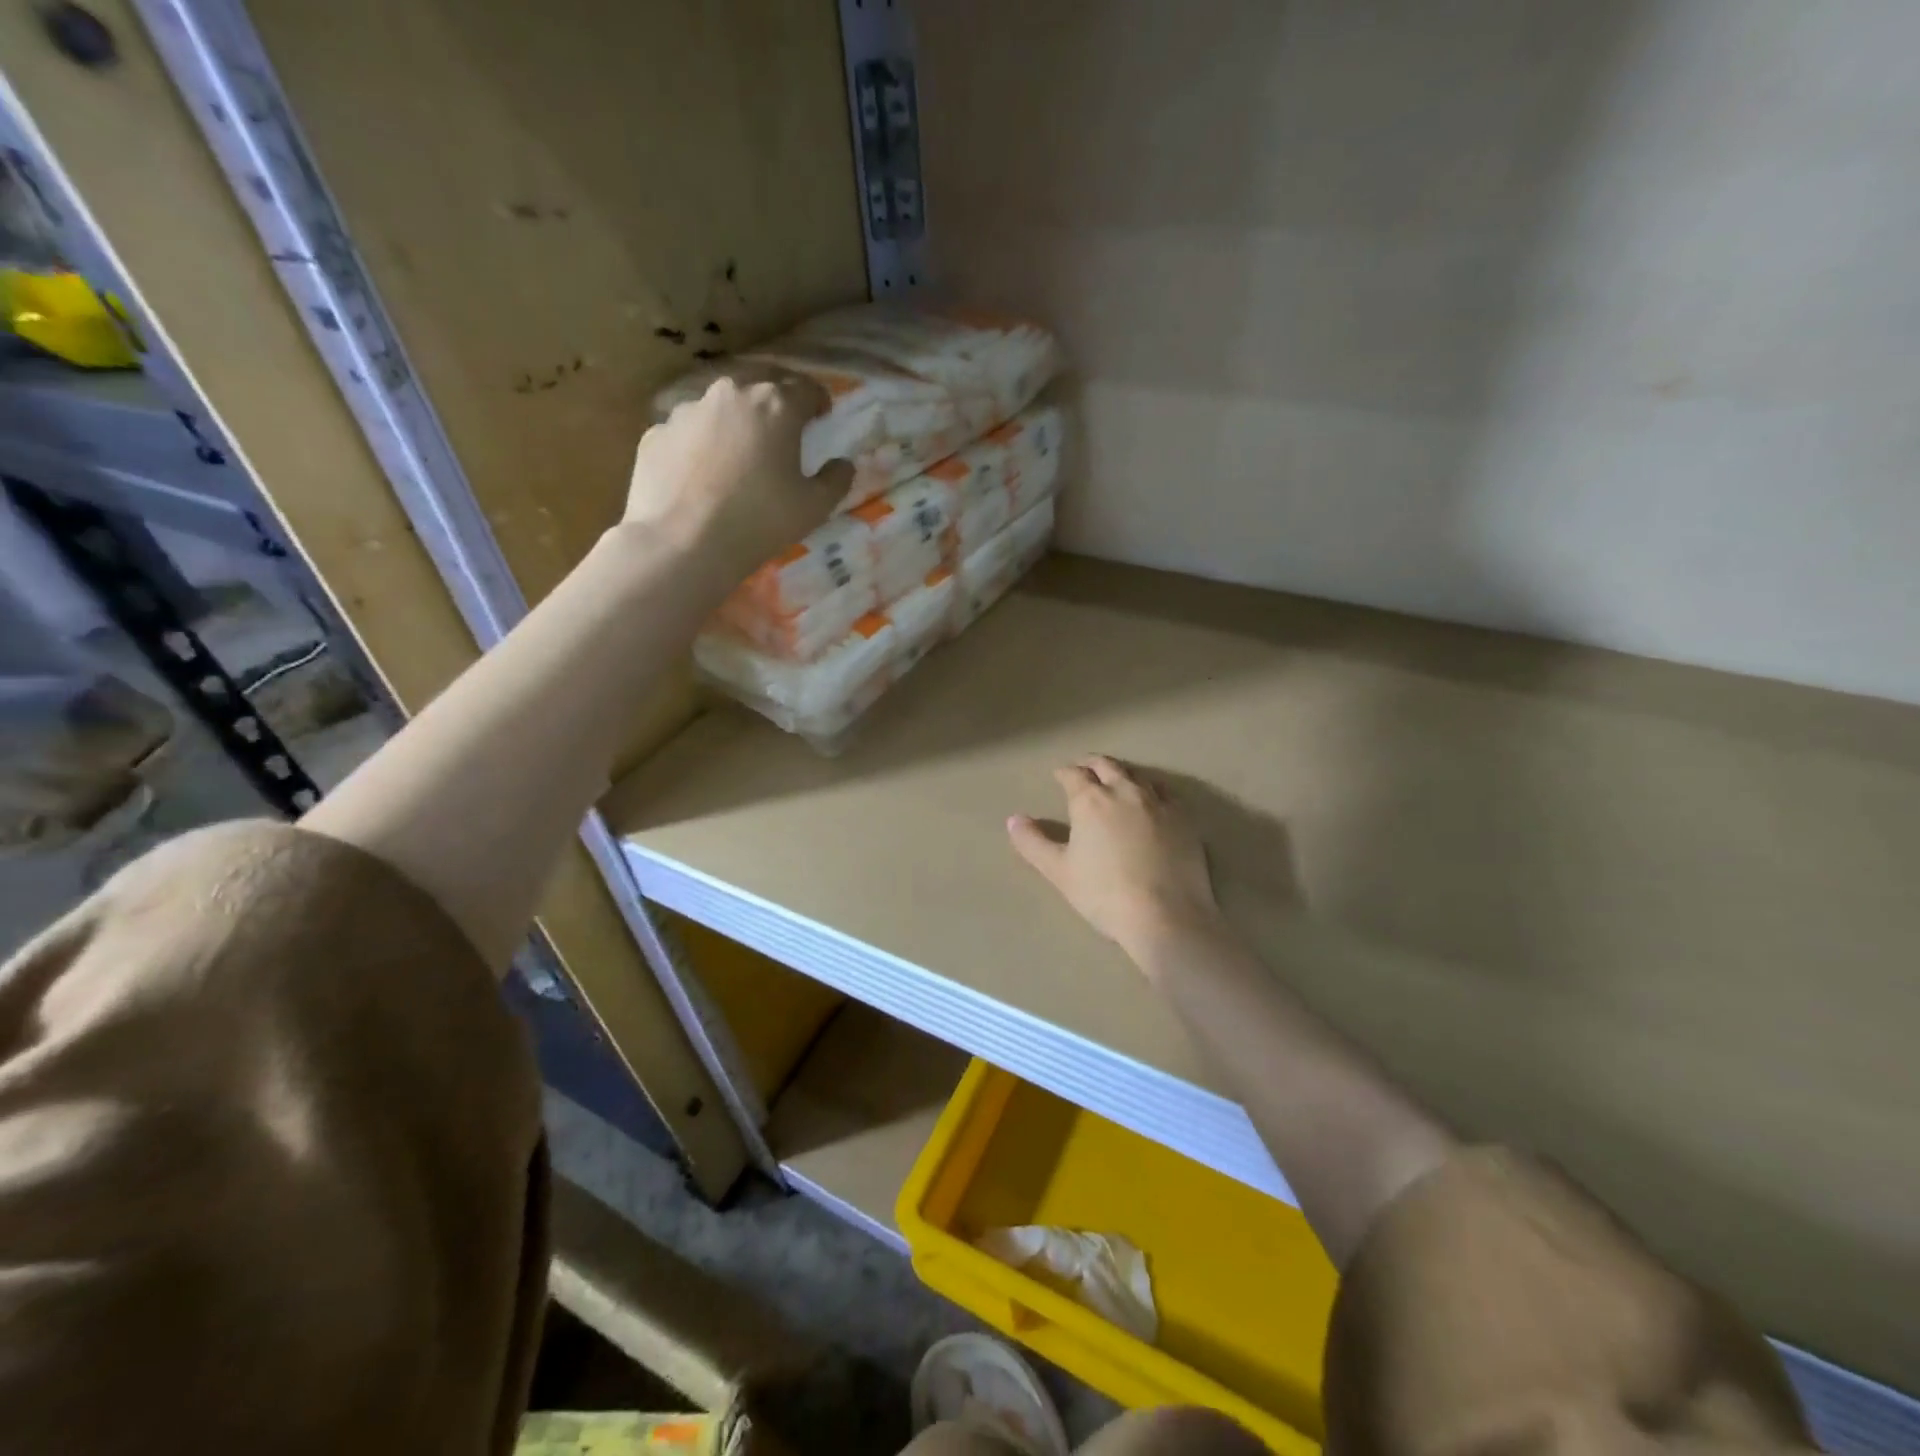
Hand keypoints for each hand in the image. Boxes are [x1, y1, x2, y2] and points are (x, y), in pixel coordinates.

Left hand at [624, 372, 852, 581]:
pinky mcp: (657, 434)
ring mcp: (687, 411)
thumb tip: (844, 464)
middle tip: (782, 424)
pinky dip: (700, 445)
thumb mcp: (814, 508)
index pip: (805, 388)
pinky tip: (702, 475)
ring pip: (719, 406)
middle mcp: (730, 395)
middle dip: (775, 398)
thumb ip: (836, 480)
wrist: (683, 543)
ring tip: (738, 451)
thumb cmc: (760, 521)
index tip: (822, 415)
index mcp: (775, 406)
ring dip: (734, 421)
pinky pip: (687, 433)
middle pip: (759, 383)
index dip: (818, 400)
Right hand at [1008, 755, 1222, 963]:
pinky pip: (1167, 793)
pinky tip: (1153, 799)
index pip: (1073, 775)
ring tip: (1116, 780)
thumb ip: (1033, 843)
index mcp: (1090, 801)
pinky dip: (1153, 790)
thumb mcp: (1059, 871)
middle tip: (1084, 768)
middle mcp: (1124, 792)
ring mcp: (1158, 803)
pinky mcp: (1184, 818)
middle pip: (1107, 766)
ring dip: (1122, 774)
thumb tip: (1013, 819)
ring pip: (1137, 776)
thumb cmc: (1103, 894)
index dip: (1064, 773)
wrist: (1164, 915)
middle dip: (1092, 764)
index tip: (1059, 775)